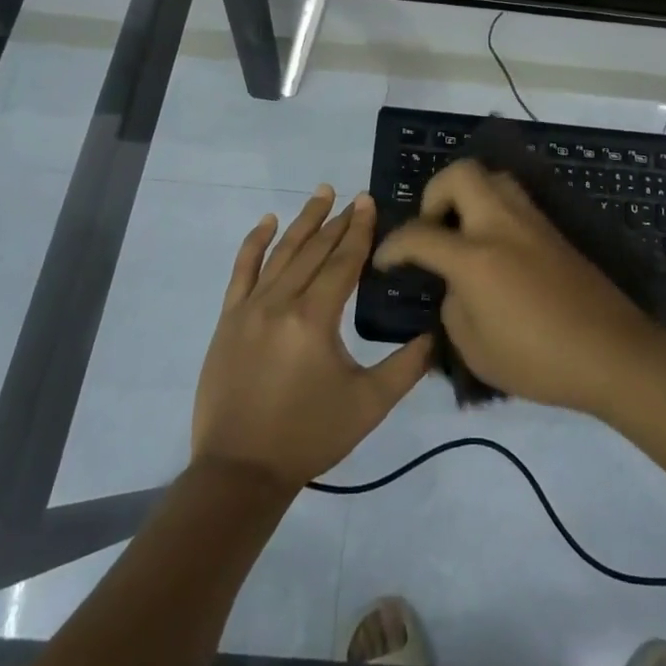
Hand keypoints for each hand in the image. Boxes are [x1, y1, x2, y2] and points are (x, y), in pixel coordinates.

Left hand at [192, 187, 432, 493]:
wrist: (240, 471)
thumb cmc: (310, 436)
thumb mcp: (369, 404)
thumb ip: (407, 366)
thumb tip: (436, 334)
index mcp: (315, 317)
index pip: (343, 261)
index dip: (359, 230)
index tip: (369, 201)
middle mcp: (281, 302)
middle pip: (314, 250)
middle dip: (337, 221)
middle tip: (354, 197)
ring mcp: (250, 308)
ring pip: (282, 252)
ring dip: (303, 221)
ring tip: (321, 194)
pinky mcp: (229, 319)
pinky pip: (242, 270)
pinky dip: (255, 243)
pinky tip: (267, 222)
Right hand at [371, 161, 665, 415]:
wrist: (612, 353)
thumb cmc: (538, 360)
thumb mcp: (475, 348)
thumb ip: (453, 306)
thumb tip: (457, 284)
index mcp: (475, 256)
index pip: (419, 234)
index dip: (392, 246)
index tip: (384, 261)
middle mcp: (501, 225)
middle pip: (460, 174)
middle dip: (434, 193)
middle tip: (433, 228)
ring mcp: (532, 222)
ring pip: (493, 177)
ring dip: (468, 194)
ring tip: (463, 232)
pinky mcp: (553, 231)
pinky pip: (514, 199)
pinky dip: (493, 208)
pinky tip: (494, 247)